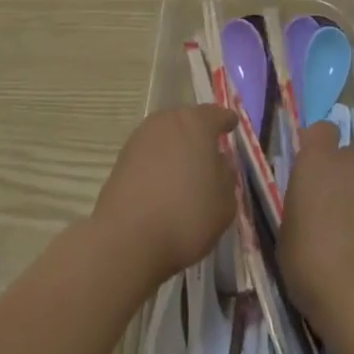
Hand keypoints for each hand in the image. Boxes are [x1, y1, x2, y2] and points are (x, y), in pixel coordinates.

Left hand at [92, 105, 240, 286]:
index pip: (216, 114)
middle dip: (198, 133)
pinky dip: (157, 163)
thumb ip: (227, 176)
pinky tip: (162, 185)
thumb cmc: (186, 216)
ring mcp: (140, 138)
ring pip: (165, 136)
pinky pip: (148, 154)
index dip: (226, 121)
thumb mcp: (224, 203)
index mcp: (196, 123)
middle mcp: (167, 121)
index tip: (232, 125)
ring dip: (175, 148)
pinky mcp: (121, 159)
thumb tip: (220, 161)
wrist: (127, 239)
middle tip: (208, 152)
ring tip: (184, 171)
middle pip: (187, 121)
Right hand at [281, 122, 353, 324]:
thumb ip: (298, 205)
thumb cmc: (310, 260)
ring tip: (350, 229)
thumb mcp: (286, 232)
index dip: (317, 145)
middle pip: (346, 156)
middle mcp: (350, 162)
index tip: (310, 168)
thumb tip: (306, 204)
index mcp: (316, 160)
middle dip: (339, 173)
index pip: (322, 130)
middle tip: (328, 204)